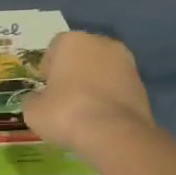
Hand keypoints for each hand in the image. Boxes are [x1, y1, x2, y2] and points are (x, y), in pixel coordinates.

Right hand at [23, 31, 159, 158]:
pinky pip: (118, 87)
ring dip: (94, 84)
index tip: (45, 89)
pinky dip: (110, 98)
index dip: (48, 70)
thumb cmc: (65, 112)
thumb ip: (34, 99)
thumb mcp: (33, 110)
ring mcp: (127, 62)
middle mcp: (102, 43)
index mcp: (72, 40)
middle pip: (81, 56)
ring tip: (85, 111)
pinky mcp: (142, 84)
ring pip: (102, 71)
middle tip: (64, 98)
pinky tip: (102, 118)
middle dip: (73, 72)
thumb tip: (39, 100)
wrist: (113, 134)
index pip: (54, 49)